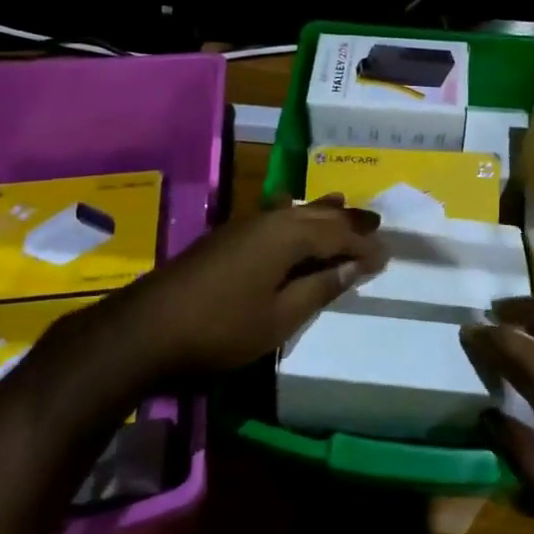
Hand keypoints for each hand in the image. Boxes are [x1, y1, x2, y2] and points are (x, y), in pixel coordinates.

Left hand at [99, 196, 387, 377]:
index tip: (386, 257)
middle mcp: (268, 220)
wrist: (147, 329)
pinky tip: (289, 211)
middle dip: (346, 221)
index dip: (363, 246)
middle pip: (316, 216)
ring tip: (342, 205)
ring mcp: (243, 225)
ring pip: (293, 212)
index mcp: (287, 236)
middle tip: (375, 222)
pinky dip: (293, 217)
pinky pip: (273, 217)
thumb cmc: (221, 328)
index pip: (337, 235)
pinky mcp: (226, 237)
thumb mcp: (280, 317)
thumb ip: (319, 288)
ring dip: (320, 213)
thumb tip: (354, 266)